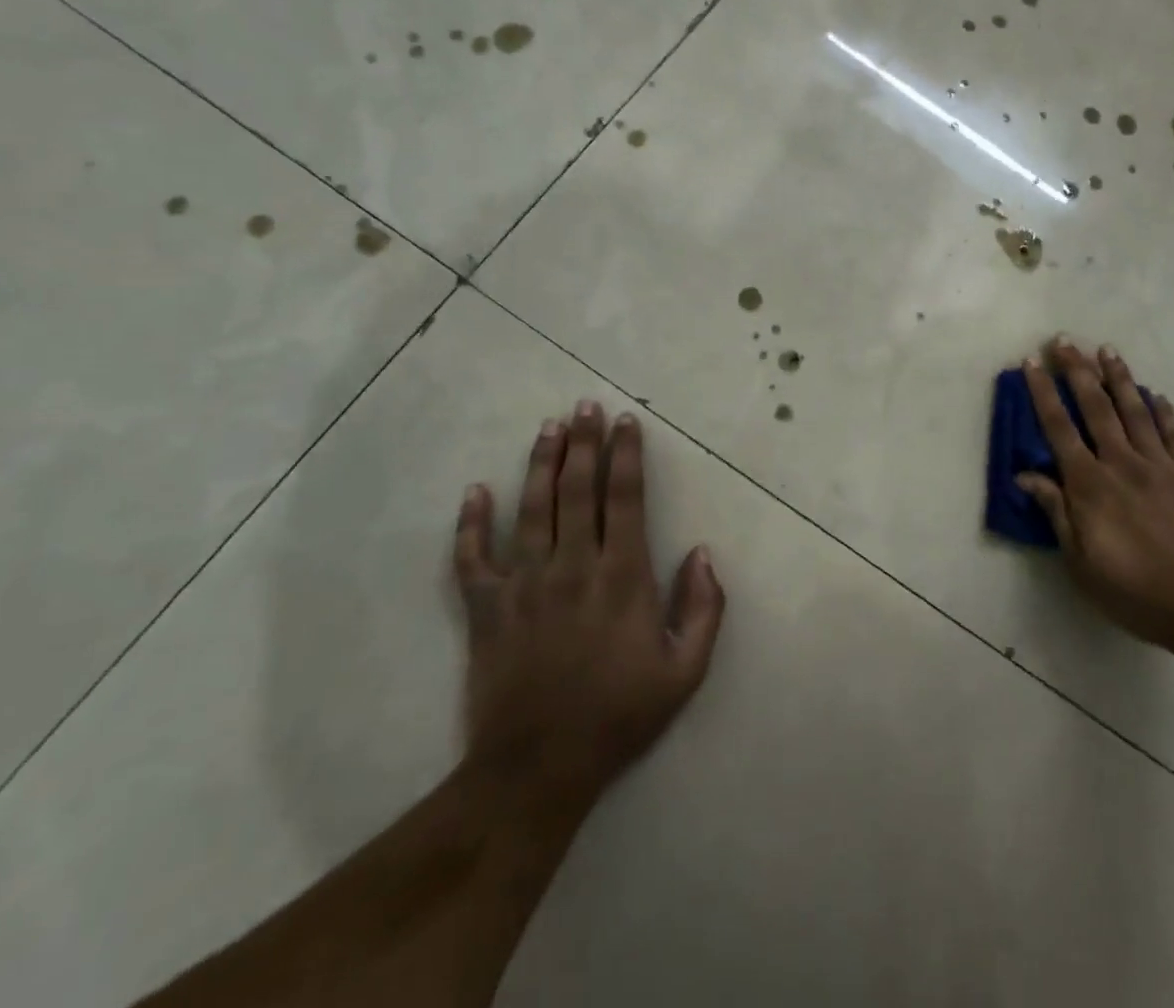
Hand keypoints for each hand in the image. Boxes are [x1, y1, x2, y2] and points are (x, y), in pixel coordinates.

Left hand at [452, 403, 724, 809]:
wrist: (538, 768)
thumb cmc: (619, 716)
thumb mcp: (685, 672)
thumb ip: (703, 609)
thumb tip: (702, 553)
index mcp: (622, 577)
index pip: (626, 499)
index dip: (626, 456)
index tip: (626, 423)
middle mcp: (572, 566)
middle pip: (578, 490)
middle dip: (584, 443)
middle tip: (585, 405)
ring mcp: (524, 584)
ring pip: (532, 508)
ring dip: (541, 463)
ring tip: (548, 427)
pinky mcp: (485, 608)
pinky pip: (472, 557)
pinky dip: (471, 523)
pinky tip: (475, 491)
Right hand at [1017, 338, 1173, 658]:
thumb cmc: (1136, 591)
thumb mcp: (1081, 562)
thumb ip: (1056, 513)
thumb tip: (1025, 475)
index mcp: (1090, 485)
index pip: (1058, 428)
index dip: (1042, 392)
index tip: (1032, 362)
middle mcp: (1122, 463)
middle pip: (1096, 407)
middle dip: (1077, 370)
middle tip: (1065, 339)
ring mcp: (1160, 465)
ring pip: (1135, 410)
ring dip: (1119, 377)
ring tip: (1107, 350)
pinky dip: (1163, 411)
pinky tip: (1156, 394)